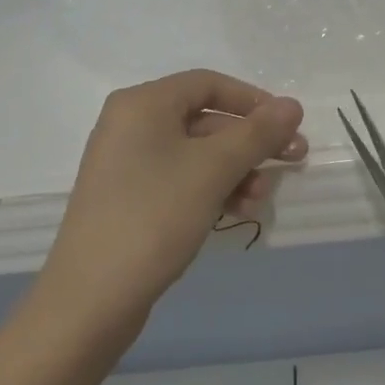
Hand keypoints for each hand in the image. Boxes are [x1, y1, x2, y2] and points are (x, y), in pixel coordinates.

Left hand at [42, 69, 305, 332]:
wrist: (91, 300)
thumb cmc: (154, 217)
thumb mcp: (213, 170)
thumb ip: (256, 133)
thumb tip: (292, 104)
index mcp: (142, 103)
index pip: (208, 84)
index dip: (253, 100)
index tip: (288, 125)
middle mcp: (131, 124)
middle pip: (205, 119)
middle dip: (250, 141)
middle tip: (293, 159)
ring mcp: (127, 163)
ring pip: (196, 154)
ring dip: (236, 170)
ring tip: (261, 198)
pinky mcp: (130, 198)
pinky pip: (180, 179)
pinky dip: (212, 189)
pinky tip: (238, 211)